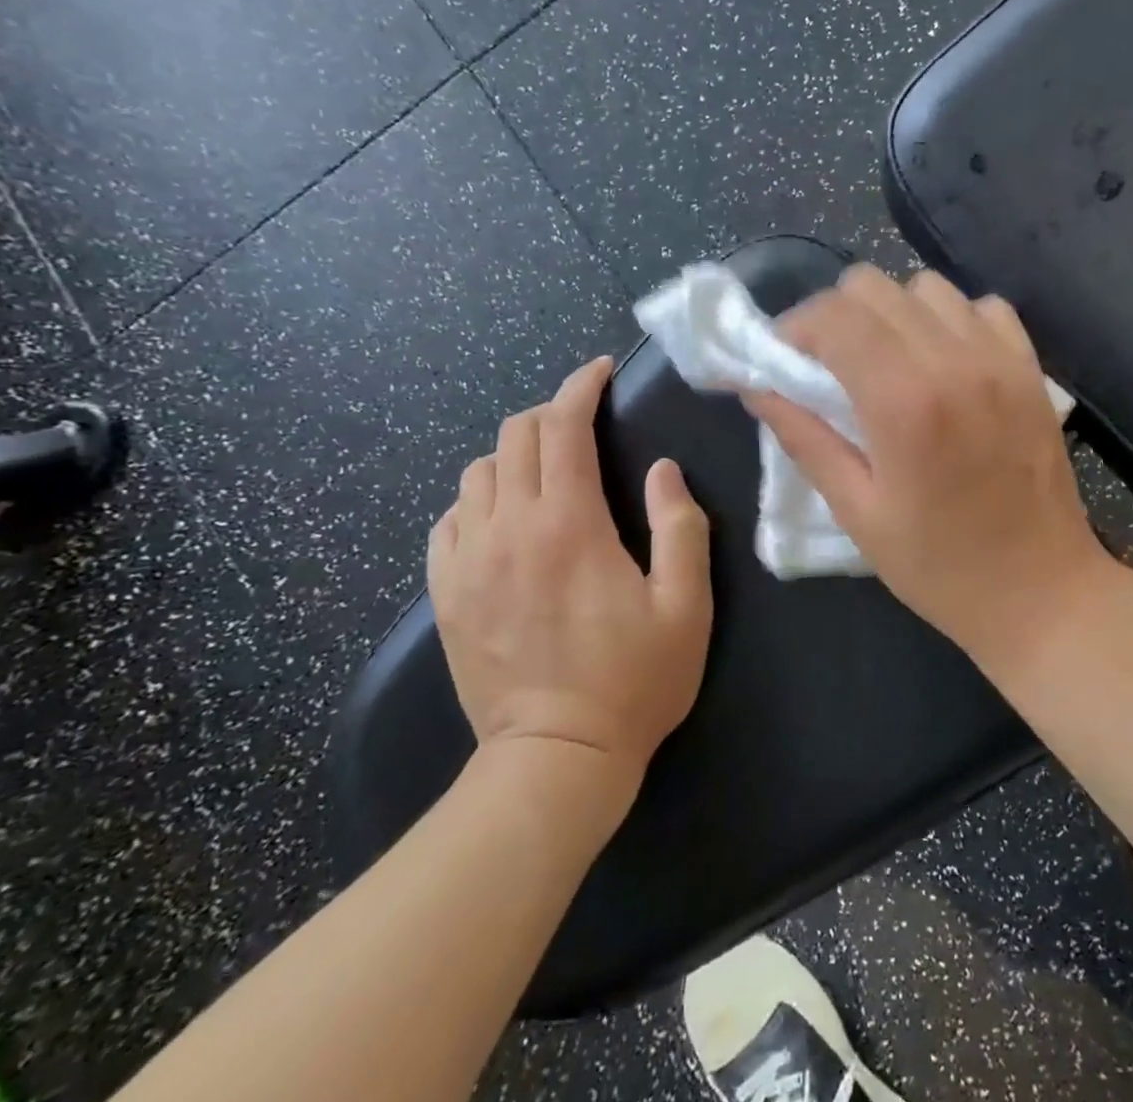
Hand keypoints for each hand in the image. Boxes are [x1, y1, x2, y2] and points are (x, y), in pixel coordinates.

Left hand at [428, 357, 712, 792]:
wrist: (556, 759)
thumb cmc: (634, 681)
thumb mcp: (686, 605)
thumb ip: (680, 527)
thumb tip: (663, 471)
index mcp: (570, 525)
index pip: (564, 427)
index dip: (581, 388)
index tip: (600, 373)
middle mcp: (509, 529)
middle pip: (515, 437)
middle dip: (551, 413)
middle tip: (584, 425)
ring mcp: (468, 561)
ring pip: (477, 472)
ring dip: (515, 455)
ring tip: (548, 471)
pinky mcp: (446, 594)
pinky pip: (449, 519)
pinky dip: (478, 499)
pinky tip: (504, 517)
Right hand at [743, 266, 1114, 675]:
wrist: (1042, 592)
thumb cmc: (940, 566)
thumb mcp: (858, 512)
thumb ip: (805, 439)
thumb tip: (758, 387)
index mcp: (904, 401)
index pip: (834, 315)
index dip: (796, 326)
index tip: (784, 358)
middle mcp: (954, 361)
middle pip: (875, 285)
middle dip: (837, 315)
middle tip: (828, 363)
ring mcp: (1000, 358)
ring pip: (926, 286)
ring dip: (893, 314)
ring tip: (887, 361)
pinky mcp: (1031, 367)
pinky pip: (981, 307)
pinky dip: (951, 320)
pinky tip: (944, 363)